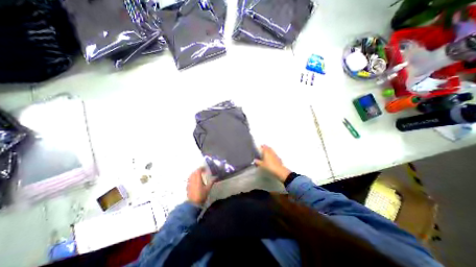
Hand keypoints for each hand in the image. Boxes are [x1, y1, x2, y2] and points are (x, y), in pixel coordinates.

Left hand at [187, 168, 212, 205]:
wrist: (193, 204)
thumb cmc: (201, 195)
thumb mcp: (208, 189)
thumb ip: (211, 182)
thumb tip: (216, 177)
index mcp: (197, 179)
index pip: (198, 170)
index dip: (201, 168)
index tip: (205, 169)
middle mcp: (192, 179)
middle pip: (194, 172)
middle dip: (198, 170)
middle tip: (203, 171)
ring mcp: (189, 183)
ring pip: (191, 175)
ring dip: (195, 174)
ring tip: (199, 175)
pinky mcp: (187, 186)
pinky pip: (189, 179)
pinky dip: (192, 178)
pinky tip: (195, 181)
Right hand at [254, 145, 291, 181]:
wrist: (278, 170)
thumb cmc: (269, 166)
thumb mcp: (262, 165)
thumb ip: (258, 162)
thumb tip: (255, 160)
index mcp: (266, 152)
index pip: (264, 147)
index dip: (262, 146)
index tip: (261, 146)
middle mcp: (271, 152)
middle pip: (268, 147)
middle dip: (266, 147)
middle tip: (264, 148)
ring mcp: (275, 154)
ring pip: (272, 150)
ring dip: (269, 150)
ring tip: (267, 151)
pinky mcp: (278, 157)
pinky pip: (274, 154)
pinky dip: (272, 154)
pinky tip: (271, 156)